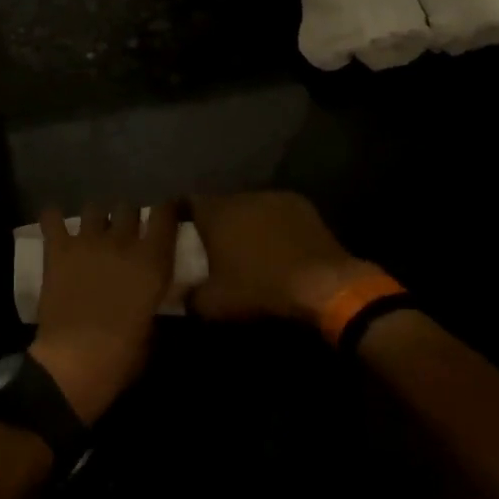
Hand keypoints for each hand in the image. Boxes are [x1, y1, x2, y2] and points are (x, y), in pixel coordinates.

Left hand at [30, 202, 178, 424]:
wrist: (74, 361)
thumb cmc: (121, 356)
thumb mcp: (152, 330)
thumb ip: (152, 301)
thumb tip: (148, 295)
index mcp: (153, 261)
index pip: (165, 214)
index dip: (166, 210)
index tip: (165, 214)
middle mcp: (123, 241)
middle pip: (128, 207)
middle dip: (127, 217)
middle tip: (124, 233)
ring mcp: (88, 241)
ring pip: (94, 208)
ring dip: (95, 219)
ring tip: (92, 232)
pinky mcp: (58, 249)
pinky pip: (52, 218)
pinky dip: (53, 219)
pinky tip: (54, 224)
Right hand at [187, 192, 379, 325]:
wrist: (322, 284)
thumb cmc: (260, 288)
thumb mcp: (214, 303)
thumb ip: (188, 296)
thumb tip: (176, 294)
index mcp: (215, 211)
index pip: (187, 201)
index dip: (180, 215)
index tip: (177, 230)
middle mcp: (241, 195)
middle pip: (220, 203)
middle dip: (216, 221)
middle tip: (214, 244)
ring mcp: (274, 196)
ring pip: (249, 206)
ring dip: (246, 222)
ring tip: (247, 246)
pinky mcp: (302, 204)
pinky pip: (276, 212)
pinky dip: (272, 225)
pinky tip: (277, 245)